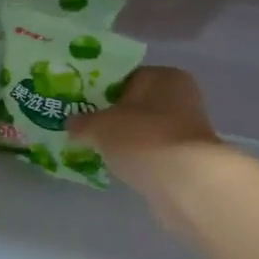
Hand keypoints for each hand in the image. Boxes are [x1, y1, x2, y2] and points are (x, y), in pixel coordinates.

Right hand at [68, 66, 226, 217]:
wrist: (183, 182)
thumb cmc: (142, 138)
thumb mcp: (100, 126)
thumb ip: (82, 122)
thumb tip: (71, 124)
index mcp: (165, 76)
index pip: (127, 77)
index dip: (102, 91)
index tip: (81, 108)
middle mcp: (182, 97)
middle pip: (137, 105)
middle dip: (113, 118)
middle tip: (86, 130)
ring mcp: (187, 130)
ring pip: (145, 130)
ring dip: (126, 140)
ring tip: (99, 151)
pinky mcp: (187, 159)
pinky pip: (153, 153)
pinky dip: (138, 159)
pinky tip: (120, 168)